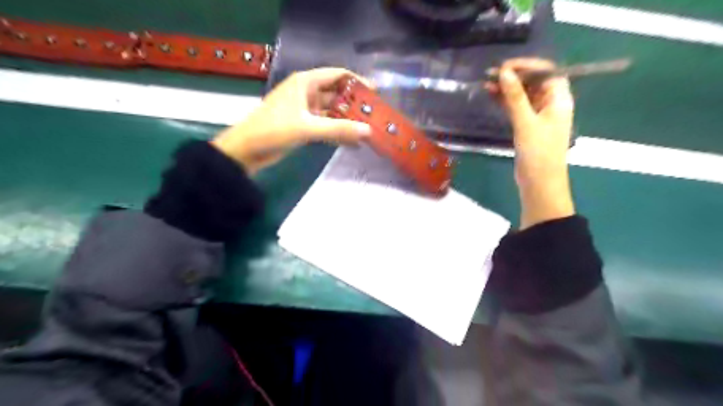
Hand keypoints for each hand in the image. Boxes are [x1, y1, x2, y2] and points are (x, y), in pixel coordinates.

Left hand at [211, 67, 371, 173]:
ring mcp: (305, 110)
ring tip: (369, 130)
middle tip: (376, 116)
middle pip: (337, 94)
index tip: (376, 94)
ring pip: (333, 112)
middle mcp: (307, 93)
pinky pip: (326, 126)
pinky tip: (353, 143)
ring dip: (348, 120)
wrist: (246, 150)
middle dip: (355, 104)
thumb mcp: (307, 128)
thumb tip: (368, 131)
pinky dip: (338, 133)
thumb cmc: (273, 130)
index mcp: (306, 82)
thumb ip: (338, 129)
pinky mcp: (304, 126)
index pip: (338, 74)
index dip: (358, 81)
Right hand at [489, 57, 573, 228]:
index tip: (504, 67)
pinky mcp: (527, 126)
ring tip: (486, 84)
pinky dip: (505, 102)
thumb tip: (504, 72)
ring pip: (523, 95)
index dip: (526, 66)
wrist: (539, 184)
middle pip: (533, 82)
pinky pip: (517, 108)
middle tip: (490, 76)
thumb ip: (515, 97)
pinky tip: (492, 97)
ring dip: (507, 89)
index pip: (546, 72)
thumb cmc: (538, 153)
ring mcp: (539, 116)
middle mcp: (551, 104)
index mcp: (559, 99)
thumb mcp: (526, 122)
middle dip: (513, 77)